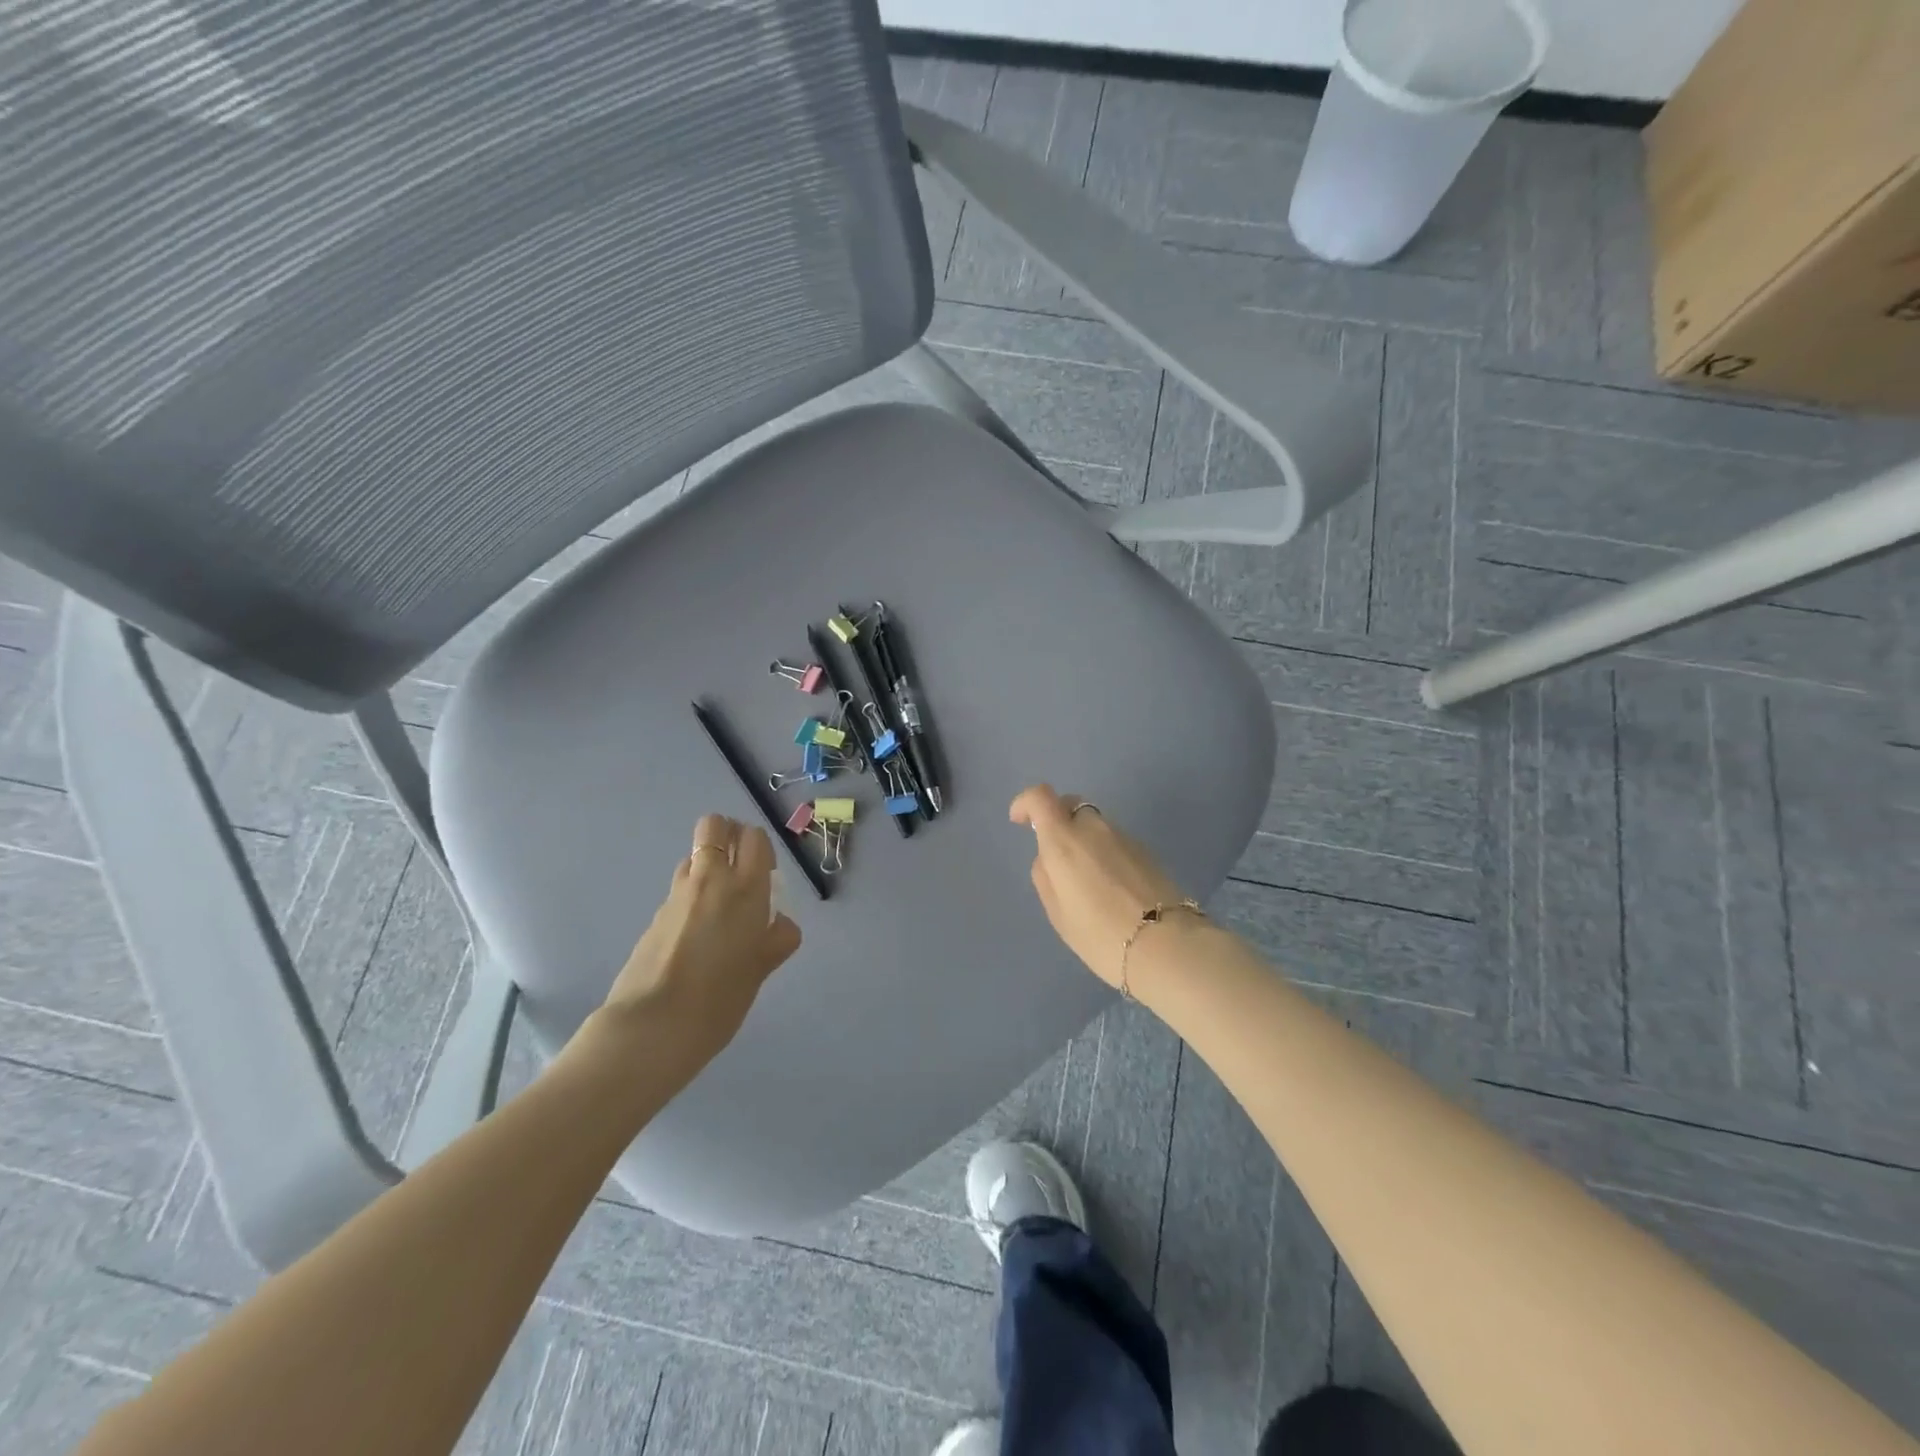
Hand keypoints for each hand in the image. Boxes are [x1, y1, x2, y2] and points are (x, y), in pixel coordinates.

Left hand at [595, 814, 801, 1065]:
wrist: (653, 1025)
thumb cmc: (720, 997)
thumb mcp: (760, 970)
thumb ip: (775, 940)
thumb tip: (779, 924)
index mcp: (745, 888)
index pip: (754, 838)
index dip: (760, 847)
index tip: (765, 872)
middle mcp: (711, 879)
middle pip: (714, 826)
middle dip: (728, 834)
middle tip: (739, 868)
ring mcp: (677, 895)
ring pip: (693, 855)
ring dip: (707, 865)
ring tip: (716, 904)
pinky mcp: (655, 915)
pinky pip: (679, 889)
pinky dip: (690, 896)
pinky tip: (694, 934)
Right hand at [1010, 785, 1188, 990]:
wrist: (1166, 946)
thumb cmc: (1100, 935)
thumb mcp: (1058, 913)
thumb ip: (1046, 876)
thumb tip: (1049, 858)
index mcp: (1064, 840)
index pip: (1040, 797)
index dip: (1025, 803)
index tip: (1020, 821)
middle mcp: (1094, 828)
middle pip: (1071, 806)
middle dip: (1058, 821)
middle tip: (1057, 855)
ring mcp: (1124, 836)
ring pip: (1095, 825)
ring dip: (1085, 840)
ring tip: (1088, 880)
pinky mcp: (1146, 850)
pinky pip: (1116, 841)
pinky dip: (1106, 853)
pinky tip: (1112, 886)